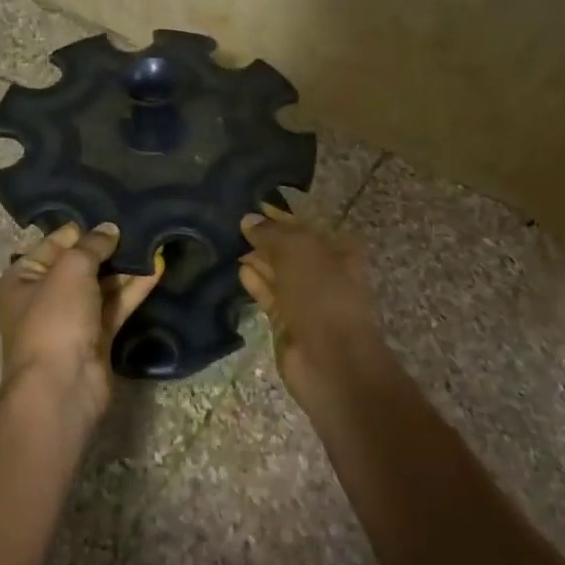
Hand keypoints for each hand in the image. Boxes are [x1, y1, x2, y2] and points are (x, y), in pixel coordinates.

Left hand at [0, 222, 164, 425]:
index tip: (111, 211)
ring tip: (152, 241)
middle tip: (138, 223)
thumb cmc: (55, 319)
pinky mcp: (96, 338)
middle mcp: (43, 297)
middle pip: (78, 265)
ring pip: (101, 286)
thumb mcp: (70, 270)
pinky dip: (134, 289)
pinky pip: (116, 306)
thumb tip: (109, 229)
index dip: (81, 228)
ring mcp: (71, 320)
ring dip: (124, 268)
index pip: (53, 243)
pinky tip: (157, 268)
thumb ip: (91, 245)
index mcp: (21, 279)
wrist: (62, 387)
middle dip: (107, 248)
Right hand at [238, 205, 382, 395]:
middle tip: (232, 222)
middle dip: (265, 237)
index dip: (279, 215)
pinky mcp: (287, 322)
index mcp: (337, 250)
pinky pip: (268, 295)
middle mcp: (323, 272)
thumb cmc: (322, 295)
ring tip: (228, 241)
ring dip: (256, 258)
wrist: (332, 360)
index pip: (304, 225)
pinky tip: (238, 269)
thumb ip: (271, 233)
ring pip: (277, 272)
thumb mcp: (297, 252)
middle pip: (289, 249)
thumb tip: (248, 219)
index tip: (251, 203)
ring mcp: (305, 299)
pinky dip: (255, 282)